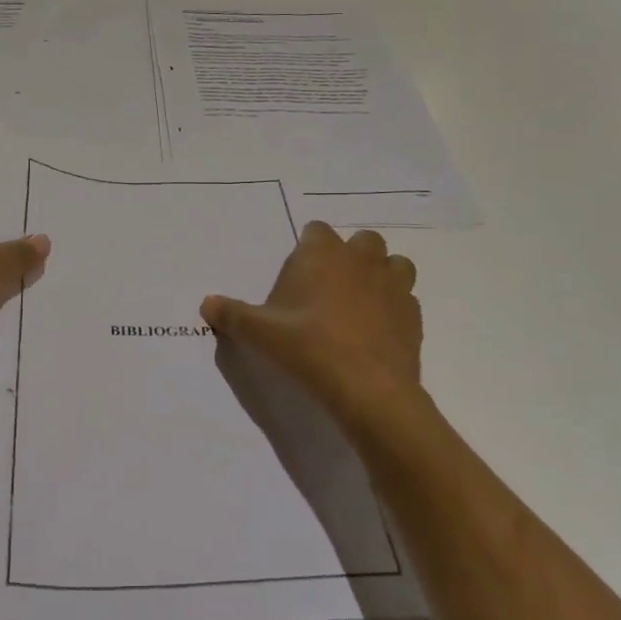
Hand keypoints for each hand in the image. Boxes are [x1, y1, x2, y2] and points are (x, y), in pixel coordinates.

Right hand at [200, 222, 427, 440]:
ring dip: (380, 274)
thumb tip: (206, 303)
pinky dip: (394, 308)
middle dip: (349, 255)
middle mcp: (361, 260)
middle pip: (362, 240)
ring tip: (361, 301)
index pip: (317, 230)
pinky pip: (406, 300)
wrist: (368, 389)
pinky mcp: (414, 316)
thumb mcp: (259, 332)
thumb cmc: (308, 347)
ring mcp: (393, 286)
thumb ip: (231, 314)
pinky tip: (378, 330)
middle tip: (329, 285)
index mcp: (323, 254)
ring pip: (394, 264)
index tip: (298, 271)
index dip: (308, 246)